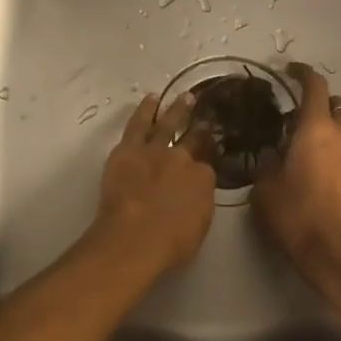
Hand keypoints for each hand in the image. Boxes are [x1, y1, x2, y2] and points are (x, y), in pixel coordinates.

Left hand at [90, 92, 216, 273]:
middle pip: (194, 138)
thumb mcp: (199, 225)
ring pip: (168, 123)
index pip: (208, 164)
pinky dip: (145, 110)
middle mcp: (183, 158)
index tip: (212, 152)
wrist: (134, 239)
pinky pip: (138, 124)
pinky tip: (151, 99)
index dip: (209, 158)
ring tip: (185, 96)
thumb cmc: (170, 244)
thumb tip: (197, 192)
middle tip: (207, 115)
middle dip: (202, 127)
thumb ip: (200, 202)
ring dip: (178, 109)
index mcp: (204, 178)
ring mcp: (155, 150)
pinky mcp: (128, 149)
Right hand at [253, 63, 340, 287]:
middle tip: (293, 120)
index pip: (314, 86)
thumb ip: (266, 164)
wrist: (337, 251)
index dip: (302, 73)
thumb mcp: (265, 188)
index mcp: (316, 127)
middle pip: (335, 105)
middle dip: (317, 106)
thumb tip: (270, 156)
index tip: (289, 70)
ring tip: (304, 148)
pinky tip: (318, 172)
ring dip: (328, 131)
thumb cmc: (296, 214)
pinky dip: (335, 152)